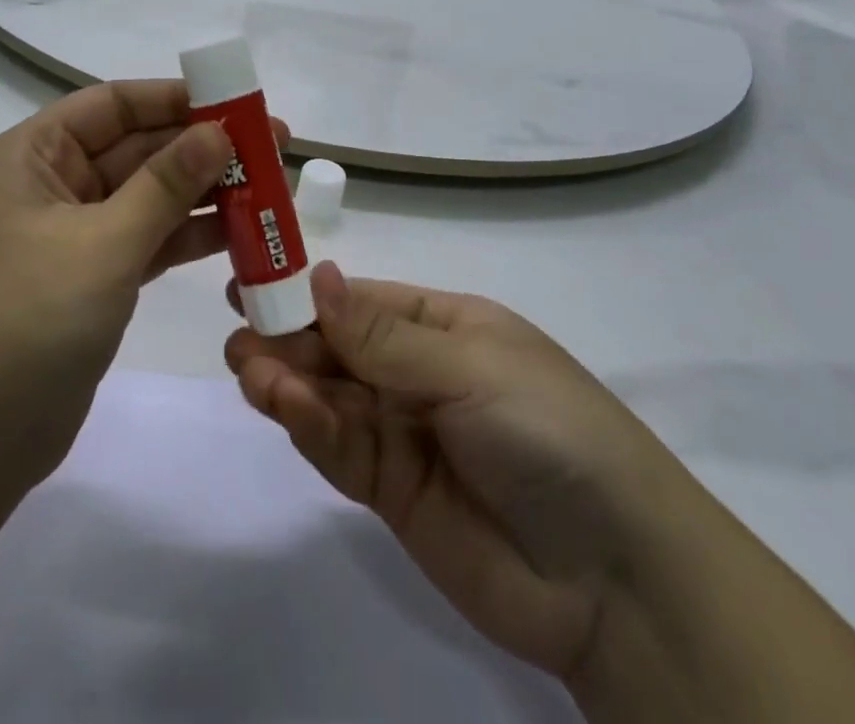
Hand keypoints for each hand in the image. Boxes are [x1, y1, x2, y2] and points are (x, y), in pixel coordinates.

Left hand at [0, 79, 283, 511]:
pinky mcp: (90, 283)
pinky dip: (187, 237)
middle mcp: (51, 185)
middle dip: (202, 146)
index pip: (113, 105)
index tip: (238, 102)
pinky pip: (147, 242)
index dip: (176, 98)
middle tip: (274, 146)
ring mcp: (71, 237)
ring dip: (203, 192)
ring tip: (271, 187)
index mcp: (33, 155)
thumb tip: (217, 131)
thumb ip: (164, 186)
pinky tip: (241, 234)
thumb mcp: (100, 243)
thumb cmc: (22, 321)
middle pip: (136, 149)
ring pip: (147, 198)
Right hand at [225, 262, 676, 686]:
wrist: (616, 579)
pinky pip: (338, 447)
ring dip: (286, 380)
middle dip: (288, 338)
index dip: (307, 291)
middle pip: (335, 347)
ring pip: (328, 396)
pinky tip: (283, 406)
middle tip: (238, 335)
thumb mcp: (470, 368)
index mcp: (442, 327)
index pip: (360, 299)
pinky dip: (307, 425)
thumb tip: (317, 275)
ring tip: (248, 368)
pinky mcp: (388, 490)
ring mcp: (400, 432)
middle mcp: (415, 373)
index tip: (252, 282)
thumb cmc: (550, 432)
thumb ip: (383, 335)